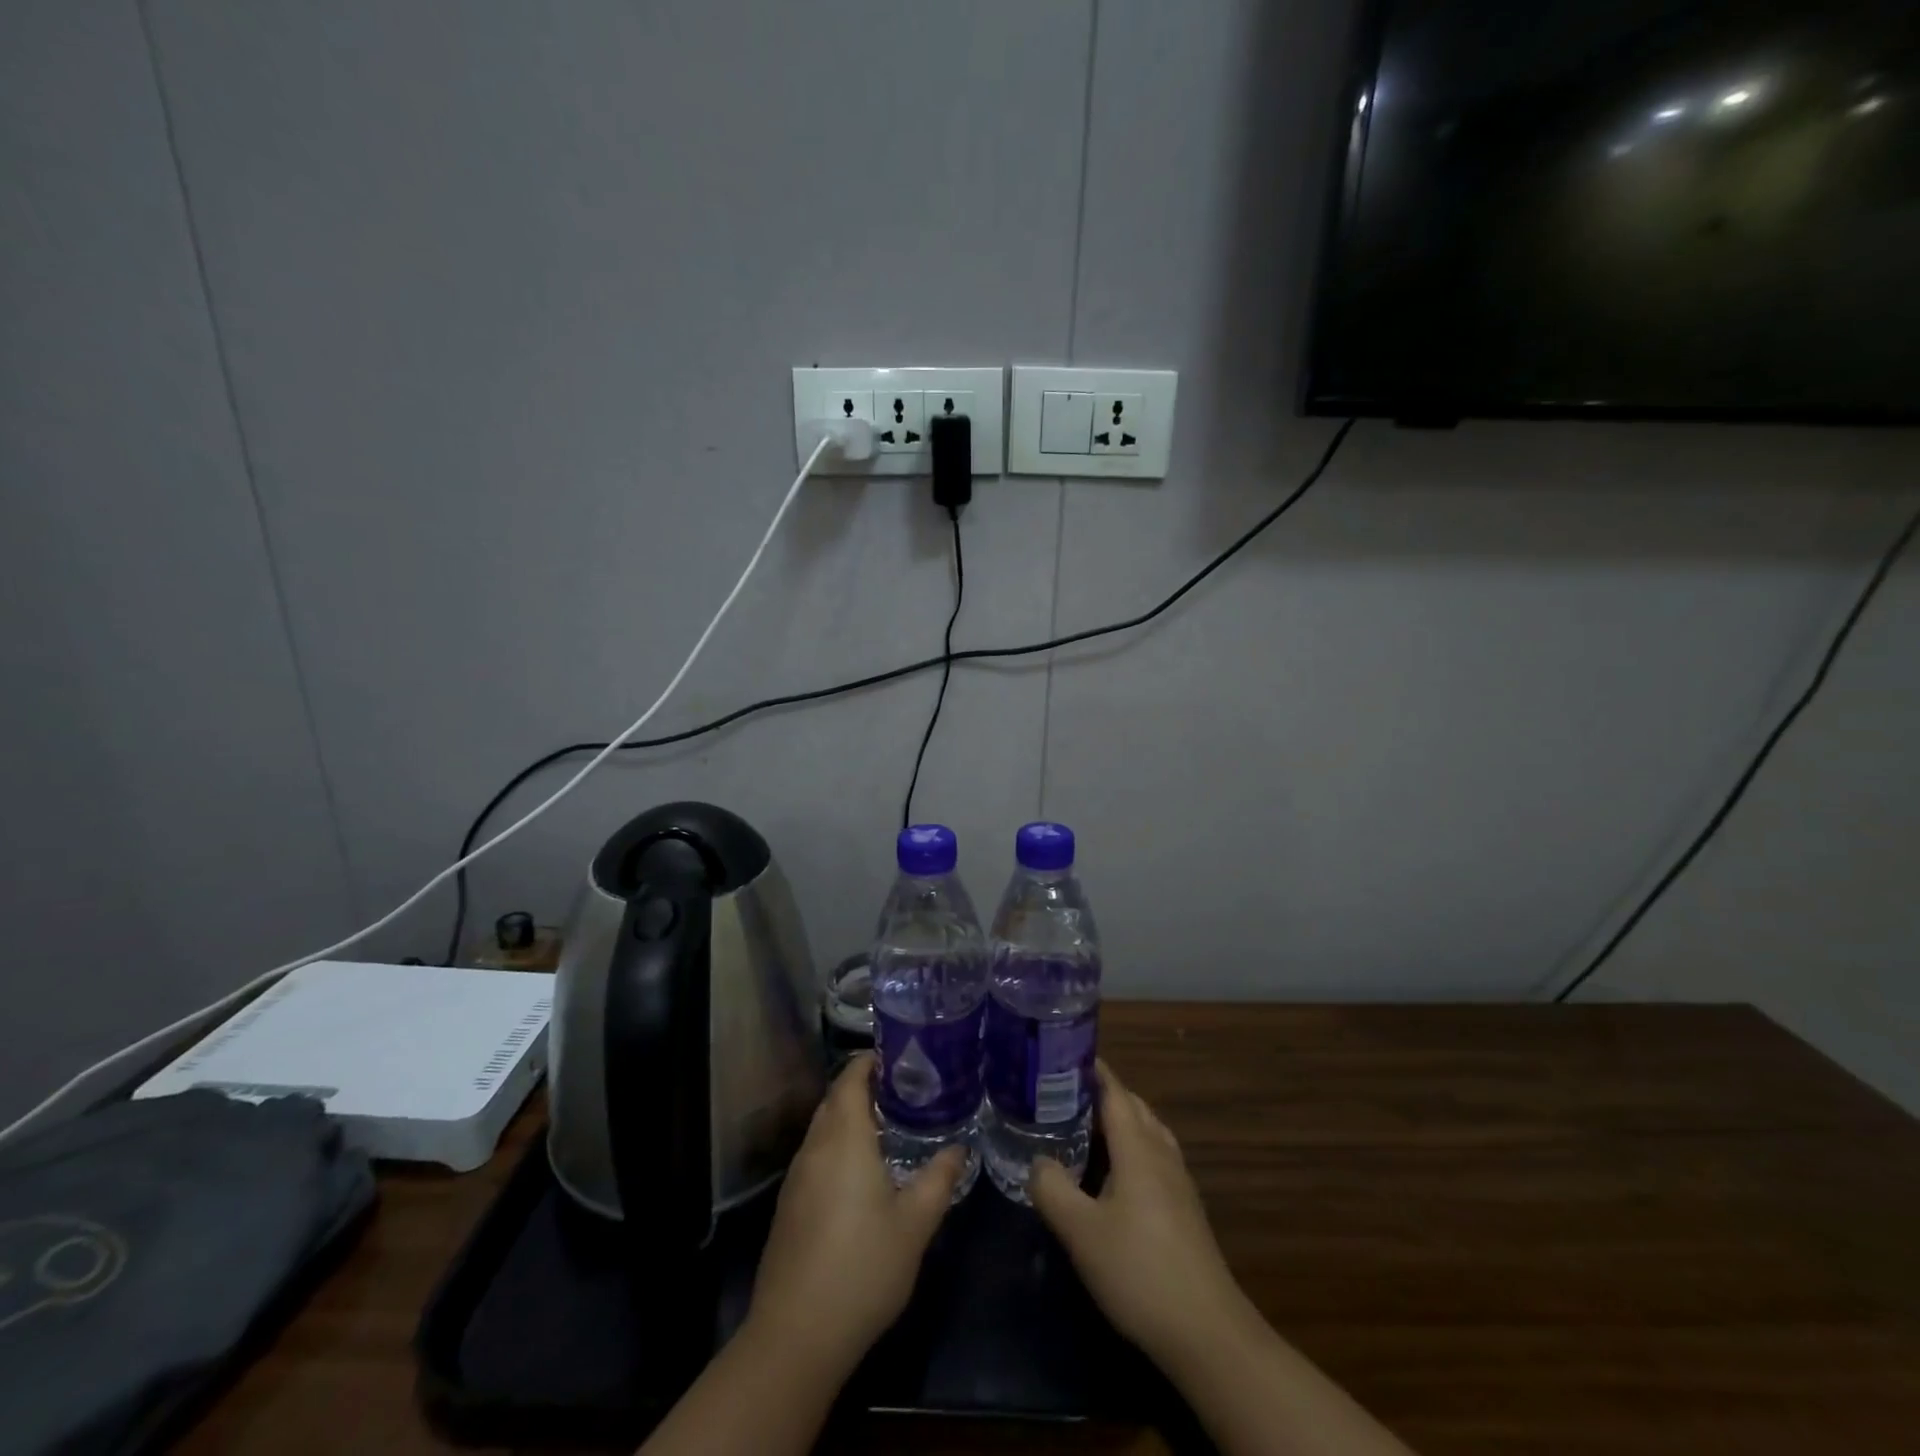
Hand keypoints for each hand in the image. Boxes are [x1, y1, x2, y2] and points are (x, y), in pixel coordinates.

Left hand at [744, 1053, 963, 1375]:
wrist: (795, 1336)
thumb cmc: (862, 1269)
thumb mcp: (914, 1225)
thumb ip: (939, 1180)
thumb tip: (959, 1148)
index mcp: (844, 1139)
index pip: (849, 1079)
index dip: (869, 1061)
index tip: (899, 1056)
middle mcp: (815, 1148)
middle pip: (834, 1099)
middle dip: (862, 1086)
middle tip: (902, 1088)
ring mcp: (796, 1178)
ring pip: (822, 1128)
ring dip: (848, 1116)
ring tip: (887, 1124)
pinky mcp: (788, 1206)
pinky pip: (815, 1155)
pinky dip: (837, 1145)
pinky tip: (860, 1171)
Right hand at [1030, 1060, 1256, 1373]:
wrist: (1207, 1332)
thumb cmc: (1139, 1271)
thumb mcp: (1080, 1231)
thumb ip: (1052, 1188)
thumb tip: (1038, 1161)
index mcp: (1138, 1146)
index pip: (1114, 1091)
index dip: (1090, 1070)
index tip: (1061, 1054)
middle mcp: (1161, 1153)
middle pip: (1132, 1106)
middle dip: (1100, 1092)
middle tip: (1060, 1092)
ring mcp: (1178, 1181)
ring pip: (1146, 1131)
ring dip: (1117, 1120)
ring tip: (1082, 1126)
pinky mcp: (1184, 1208)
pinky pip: (1153, 1156)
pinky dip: (1129, 1147)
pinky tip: (1111, 1173)